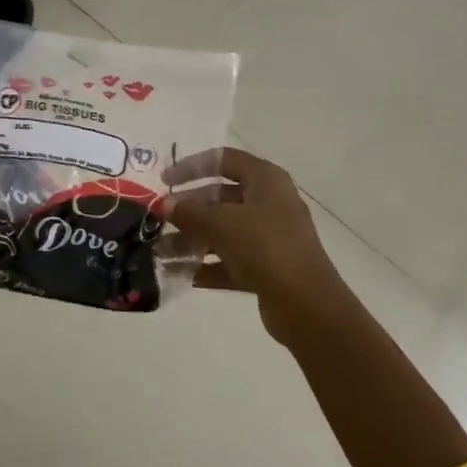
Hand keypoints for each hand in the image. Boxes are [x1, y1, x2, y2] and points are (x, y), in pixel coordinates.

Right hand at [163, 147, 344, 345]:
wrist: (307, 306)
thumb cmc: (265, 247)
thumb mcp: (221, 224)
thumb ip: (189, 212)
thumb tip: (163, 204)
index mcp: (266, 179)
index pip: (223, 160)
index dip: (191, 166)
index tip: (164, 181)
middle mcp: (270, 202)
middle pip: (221, 197)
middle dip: (188, 209)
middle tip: (159, 220)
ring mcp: (271, 236)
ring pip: (224, 231)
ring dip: (193, 240)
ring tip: (161, 251)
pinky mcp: (268, 267)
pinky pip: (231, 259)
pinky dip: (208, 265)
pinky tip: (183, 274)